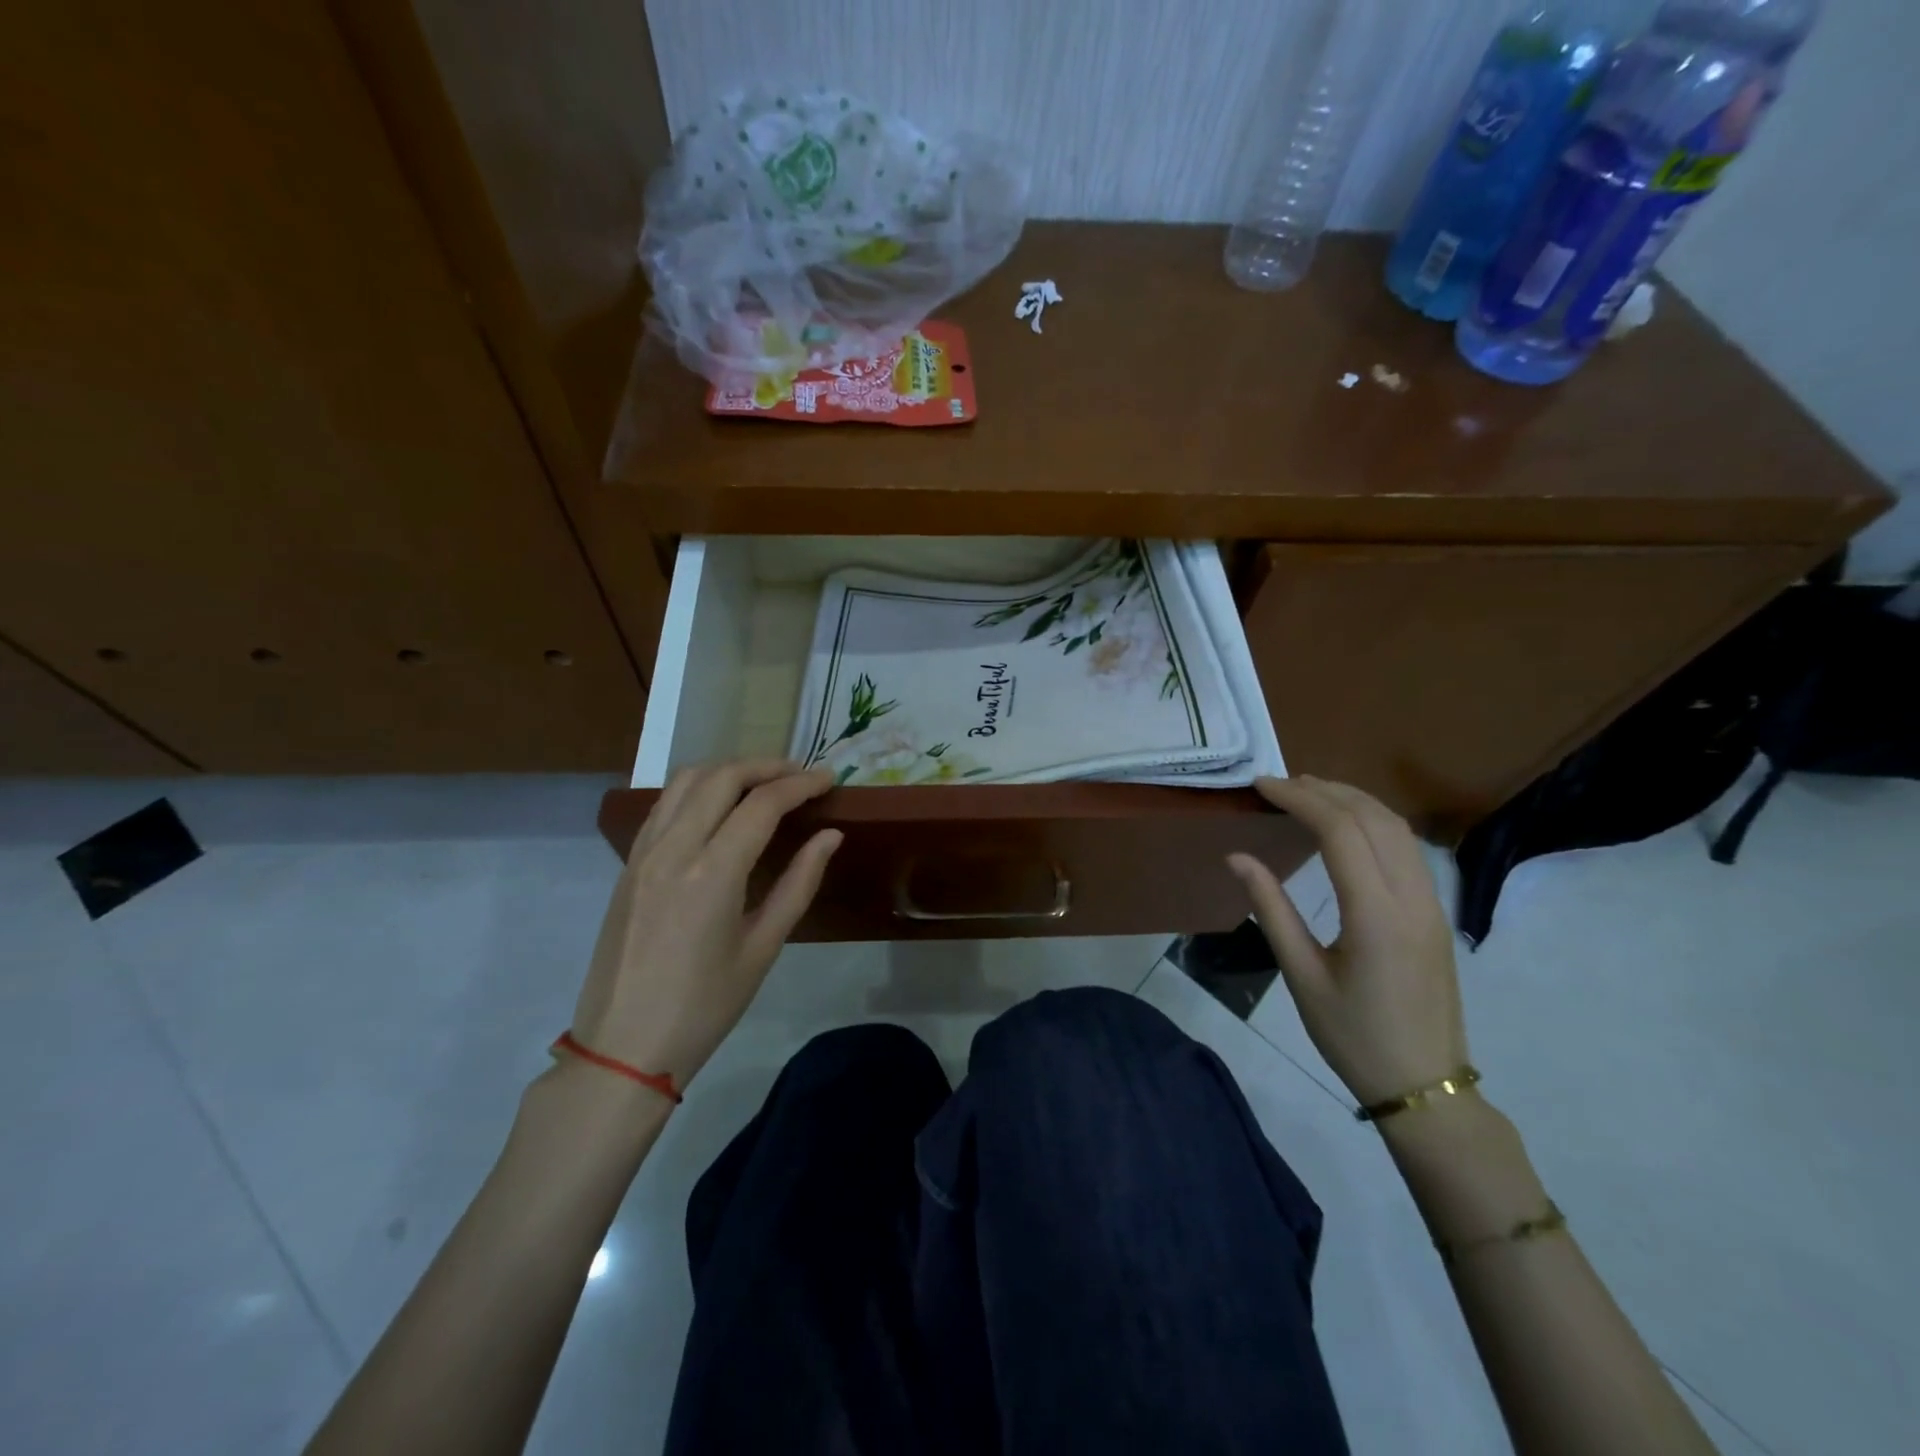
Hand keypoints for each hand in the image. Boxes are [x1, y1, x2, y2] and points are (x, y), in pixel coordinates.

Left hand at [570, 761, 840, 1092]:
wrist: (624, 1047)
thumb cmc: (705, 1006)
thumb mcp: (763, 947)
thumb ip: (799, 883)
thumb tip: (830, 836)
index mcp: (712, 873)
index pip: (762, 804)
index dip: (800, 784)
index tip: (829, 779)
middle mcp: (674, 849)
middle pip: (722, 776)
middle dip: (767, 766)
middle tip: (801, 776)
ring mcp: (644, 852)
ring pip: (687, 780)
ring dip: (730, 770)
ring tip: (764, 783)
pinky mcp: (629, 863)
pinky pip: (664, 804)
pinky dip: (698, 789)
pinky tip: (719, 807)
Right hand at [1227, 775, 1469, 1107]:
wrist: (1425, 1087)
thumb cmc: (1353, 1036)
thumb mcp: (1302, 976)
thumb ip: (1271, 909)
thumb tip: (1238, 857)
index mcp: (1375, 915)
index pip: (1340, 831)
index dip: (1299, 799)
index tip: (1261, 786)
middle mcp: (1412, 898)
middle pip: (1374, 818)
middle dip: (1326, 790)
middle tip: (1280, 783)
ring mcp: (1432, 904)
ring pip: (1398, 829)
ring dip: (1354, 800)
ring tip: (1309, 793)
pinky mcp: (1435, 914)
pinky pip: (1408, 849)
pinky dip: (1373, 822)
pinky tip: (1346, 827)